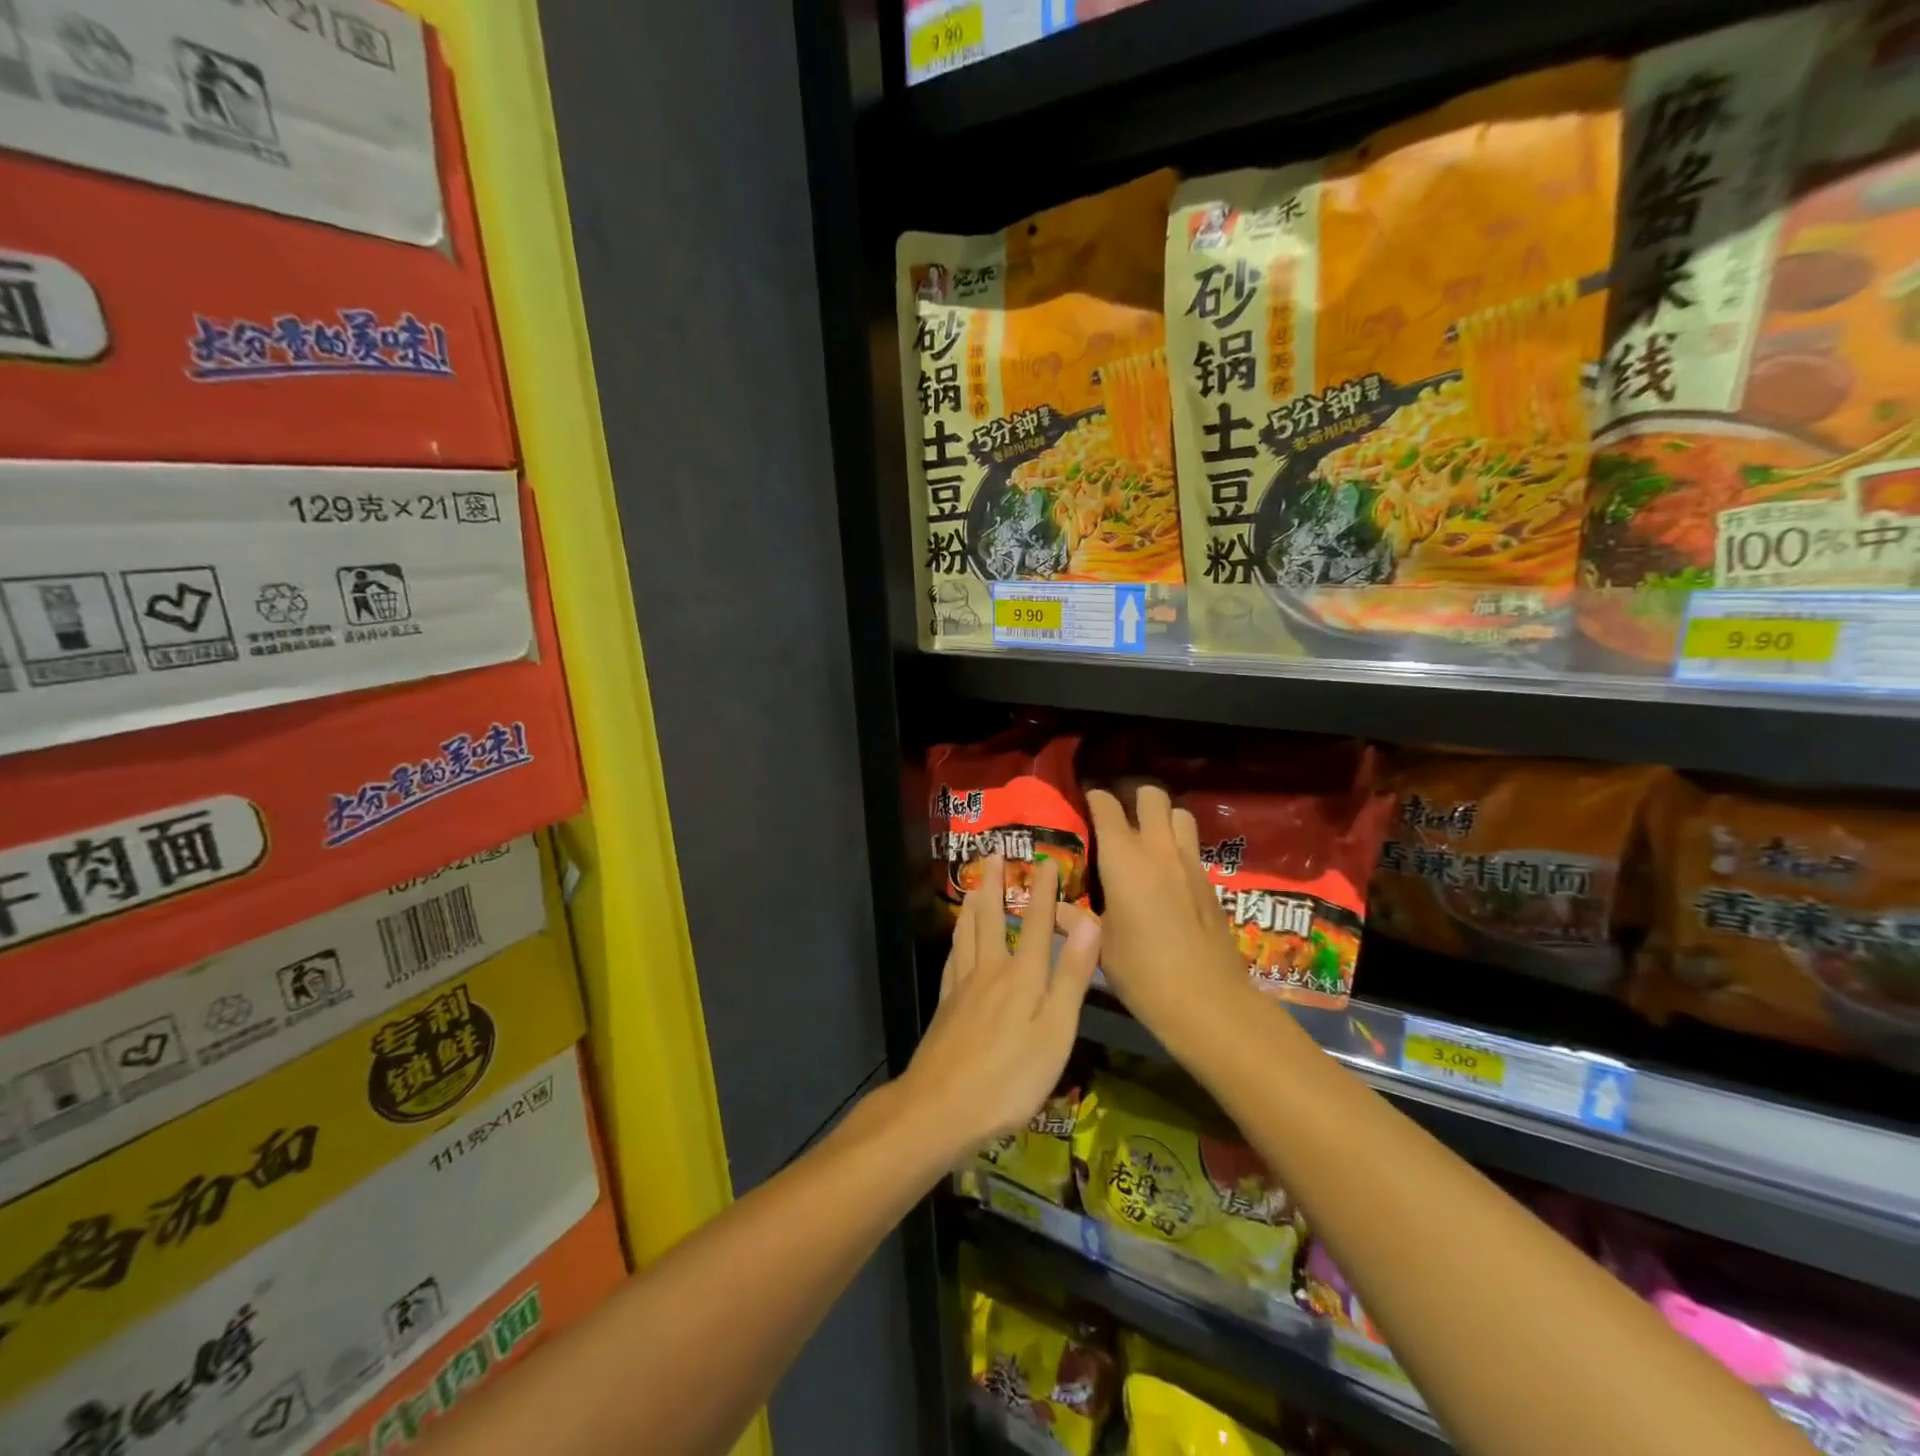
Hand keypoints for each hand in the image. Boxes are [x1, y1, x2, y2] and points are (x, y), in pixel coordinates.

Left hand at [897, 856, 1101, 1158]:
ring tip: (975, 884)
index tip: (1046, 859)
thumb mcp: (1054, 1031)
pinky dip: (957, 939)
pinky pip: (952, 958)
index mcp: (1021, 976)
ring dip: (974, 904)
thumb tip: (1088, 922)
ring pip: (967, 933)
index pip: (1034, 922)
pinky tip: (957, 940)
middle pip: (991, 918)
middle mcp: (989, 971)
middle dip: (996, 884)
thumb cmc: (1009, 1077)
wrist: (941, 1108)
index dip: (1042, 890)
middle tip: (993, 853)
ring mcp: (962, 987)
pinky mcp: (946, 1006)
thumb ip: (1070, 976)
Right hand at [1086, 786, 1252, 1035]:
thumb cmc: (1142, 971)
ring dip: (1163, 818)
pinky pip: (1192, 846)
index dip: (1094, 798)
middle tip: (1118, 818)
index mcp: (1123, 858)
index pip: (1107, 806)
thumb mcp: (1099, 945)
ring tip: (1147, 838)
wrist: (1207, 1000)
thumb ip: (1076, 919)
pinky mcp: (1210, 882)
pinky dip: (1178, 846)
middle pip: (1152, 795)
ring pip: (1180, 814)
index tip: (1084, 803)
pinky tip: (1166, 873)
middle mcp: (1158, 849)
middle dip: (1134, 797)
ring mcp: (1189, 863)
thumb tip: (1052, 908)